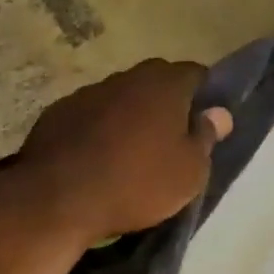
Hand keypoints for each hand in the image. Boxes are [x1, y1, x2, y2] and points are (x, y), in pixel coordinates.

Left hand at [17, 59, 233, 240]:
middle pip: (153, 84)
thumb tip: (218, 113)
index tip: (203, 124)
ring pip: (116, 100)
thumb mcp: (188, 173)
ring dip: (125, 119)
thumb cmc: (137, 184)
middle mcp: (124, 78)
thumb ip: (206, 138)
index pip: (195, 75)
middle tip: (166, 141)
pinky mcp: (54, 115)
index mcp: (163, 84)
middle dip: (163, 106)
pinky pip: (86, 119)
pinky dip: (93, 133)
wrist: (59, 199)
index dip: (203, 97)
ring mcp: (85, 94)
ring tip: (126, 154)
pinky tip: (92, 160)